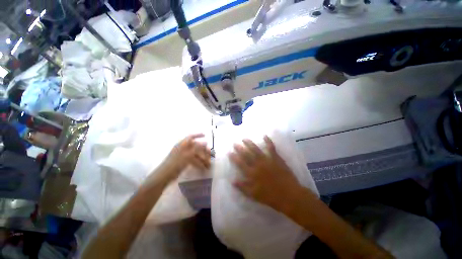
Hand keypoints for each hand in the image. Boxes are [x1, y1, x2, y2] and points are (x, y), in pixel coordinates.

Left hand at [159, 134, 210, 181]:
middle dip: (203, 150)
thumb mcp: (188, 155)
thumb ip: (197, 148)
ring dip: (202, 158)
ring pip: (195, 154)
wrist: (165, 176)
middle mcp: (183, 148)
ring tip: (208, 163)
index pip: (191, 137)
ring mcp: (183, 155)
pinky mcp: (183, 162)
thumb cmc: (176, 163)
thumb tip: (206, 142)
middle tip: (210, 153)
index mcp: (182, 144)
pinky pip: (193, 160)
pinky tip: (203, 167)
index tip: (205, 135)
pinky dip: (198, 162)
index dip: (198, 135)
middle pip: (195, 146)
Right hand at [229, 136, 303, 211]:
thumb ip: (243, 187)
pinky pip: (271, 148)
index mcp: (252, 174)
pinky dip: (268, 141)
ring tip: (244, 138)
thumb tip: (232, 181)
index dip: (234, 157)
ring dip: (250, 143)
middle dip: (240, 148)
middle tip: (235, 143)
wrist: (289, 195)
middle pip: (247, 154)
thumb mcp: (254, 195)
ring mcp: (267, 160)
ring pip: (256, 149)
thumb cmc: (271, 197)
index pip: (240, 163)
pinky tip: (265, 136)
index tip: (230, 152)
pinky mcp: (276, 158)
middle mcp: (258, 165)